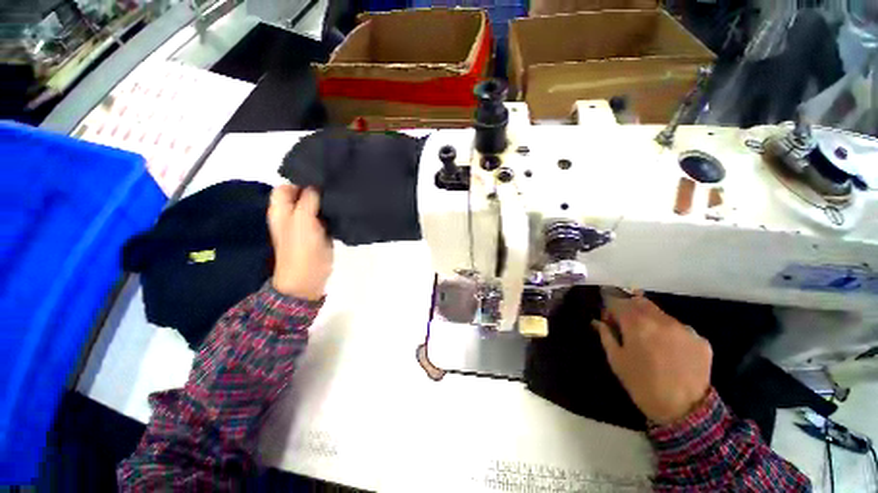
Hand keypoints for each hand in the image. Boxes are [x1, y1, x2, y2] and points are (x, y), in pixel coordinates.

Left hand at [268, 185, 332, 299]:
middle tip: (334, 185)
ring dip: (326, 201)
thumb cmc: (301, 249)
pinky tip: (343, 209)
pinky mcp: (320, 232)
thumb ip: (308, 199)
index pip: (287, 185)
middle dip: (317, 189)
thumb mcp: (302, 220)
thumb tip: (317, 184)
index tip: (321, 177)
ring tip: (341, 194)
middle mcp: (292, 214)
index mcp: (281, 209)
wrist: (308, 278)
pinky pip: (325, 217)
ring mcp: (306, 224)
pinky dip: (332, 212)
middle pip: (303, 194)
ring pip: (316, 205)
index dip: (301, 180)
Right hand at [593, 294, 712, 424]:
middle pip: (640, 301)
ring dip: (650, 320)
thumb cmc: (642, 384)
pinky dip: (670, 334)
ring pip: (661, 314)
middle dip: (629, 307)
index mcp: (637, 323)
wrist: (685, 412)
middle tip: (626, 323)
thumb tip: (598, 321)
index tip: (607, 317)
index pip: (618, 301)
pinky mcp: (701, 340)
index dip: (609, 306)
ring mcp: (684, 328)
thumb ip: (606, 335)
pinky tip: (670, 351)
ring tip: (650, 339)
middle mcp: (661, 320)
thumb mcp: (616, 360)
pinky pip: (680, 329)